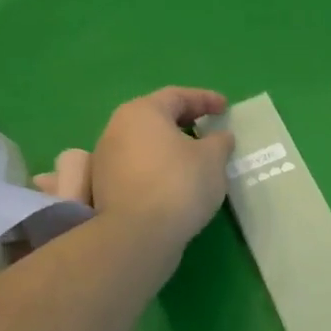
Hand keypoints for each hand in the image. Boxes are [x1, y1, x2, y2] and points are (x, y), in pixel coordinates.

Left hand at [89, 87, 232, 246]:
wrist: (138, 234)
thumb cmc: (179, 184)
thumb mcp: (213, 159)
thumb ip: (219, 142)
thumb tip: (219, 137)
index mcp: (142, 112)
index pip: (177, 96)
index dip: (205, 99)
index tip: (226, 108)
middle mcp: (117, 129)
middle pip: (156, 118)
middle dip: (184, 122)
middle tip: (208, 129)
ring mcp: (106, 160)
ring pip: (145, 144)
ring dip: (170, 147)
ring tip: (195, 160)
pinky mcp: (104, 188)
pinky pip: (138, 168)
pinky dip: (159, 168)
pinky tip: (176, 183)